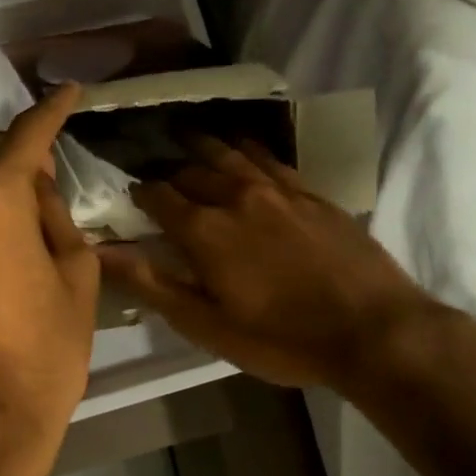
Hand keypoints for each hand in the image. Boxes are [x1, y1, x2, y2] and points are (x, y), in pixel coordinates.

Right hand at [97, 137, 434, 388]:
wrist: (373, 330)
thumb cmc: (280, 339)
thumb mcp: (207, 325)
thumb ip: (152, 284)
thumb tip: (102, 252)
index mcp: (204, 231)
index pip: (158, 197)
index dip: (139, 193)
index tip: (129, 194)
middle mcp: (237, 198)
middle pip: (192, 172)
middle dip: (168, 171)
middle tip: (157, 172)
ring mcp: (278, 191)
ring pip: (230, 155)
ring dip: (203, 146)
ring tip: (186, 137)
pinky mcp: (312, 194)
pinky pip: (270, 159)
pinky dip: (248, 149)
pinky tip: (243, 147)